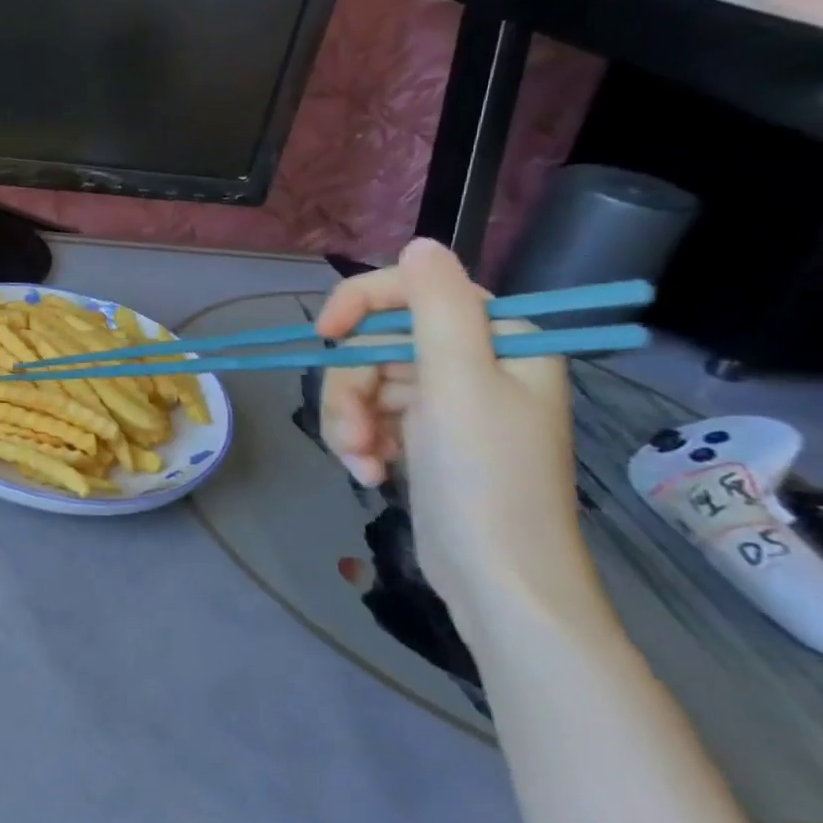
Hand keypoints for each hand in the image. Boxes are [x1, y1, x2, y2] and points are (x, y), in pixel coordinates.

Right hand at [315, 239, 601, 628]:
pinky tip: (370, 472)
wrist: (497, 578)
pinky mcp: (423, 436)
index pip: (414, 291)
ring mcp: (446, 402)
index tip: (323, 336)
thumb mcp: (458, 383)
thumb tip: (420, 243)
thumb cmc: (485, 477)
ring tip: (362, 461)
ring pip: (363, 383)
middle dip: (352, 390)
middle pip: (377, 344)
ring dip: (350, 422)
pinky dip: (360, 442)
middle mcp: (473, 363)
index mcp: (499, 339)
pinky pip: (369, 416)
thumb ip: (437, 307)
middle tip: (356, 433)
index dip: (359, 304)